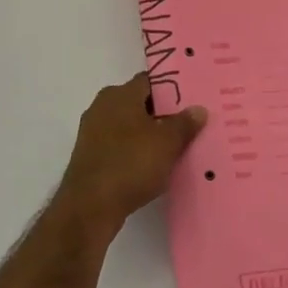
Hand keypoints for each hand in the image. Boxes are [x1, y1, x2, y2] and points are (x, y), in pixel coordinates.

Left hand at [57, 74, 206, 230]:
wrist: (89, 207)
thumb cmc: (130, 164)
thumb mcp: (167, 143)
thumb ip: (184, 123)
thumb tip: (198, 109)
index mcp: (119, 94)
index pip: (150, 81)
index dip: (173, 88)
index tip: (193, 100)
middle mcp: (102, 107)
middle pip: (140, 104)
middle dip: (164, 114)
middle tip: (190, 125)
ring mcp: (93, 133)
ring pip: (130, 127)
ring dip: (150, 136)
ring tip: (177, 148)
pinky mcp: (91, 157)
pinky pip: (120, 147)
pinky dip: (136, 153)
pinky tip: (154, 167)